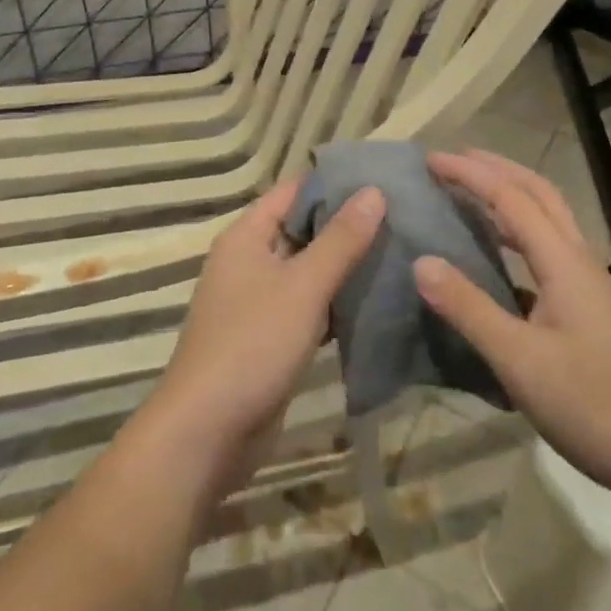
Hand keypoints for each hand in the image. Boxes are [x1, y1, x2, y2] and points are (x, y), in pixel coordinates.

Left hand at [152, 177, 385, 481]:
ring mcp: (258, 303)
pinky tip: (377, 302)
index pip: (294, 192)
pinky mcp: (270, 339)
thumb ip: (340, 240)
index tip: (382, 178)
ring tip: (401, 252)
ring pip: (308, 272)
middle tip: (403, 216)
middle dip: (347, 225)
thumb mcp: (302, 286)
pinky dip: (336, 304)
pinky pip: (308, 308)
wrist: (207, 432)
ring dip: (346, 266)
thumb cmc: (252, 344)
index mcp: (247, 237)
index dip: (335, 183)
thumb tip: (374, 190)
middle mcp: (249, 262)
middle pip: (303, 230)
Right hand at [415, 150, 610, 514]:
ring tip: (471, 194)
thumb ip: (469, 308)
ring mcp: (588, 286)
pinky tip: (498, 259)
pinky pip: (548, 251)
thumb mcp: (520, 360)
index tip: (430, 159)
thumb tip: (421, 261)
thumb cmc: (595, 406)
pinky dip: (518, 234)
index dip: (470, 174)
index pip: (511, 198)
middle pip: (539, 194)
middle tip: (453, 160)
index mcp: (564, 262)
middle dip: (496, 169)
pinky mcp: (589, 310)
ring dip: (511, 196)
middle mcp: (579, 261)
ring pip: (548, 220)